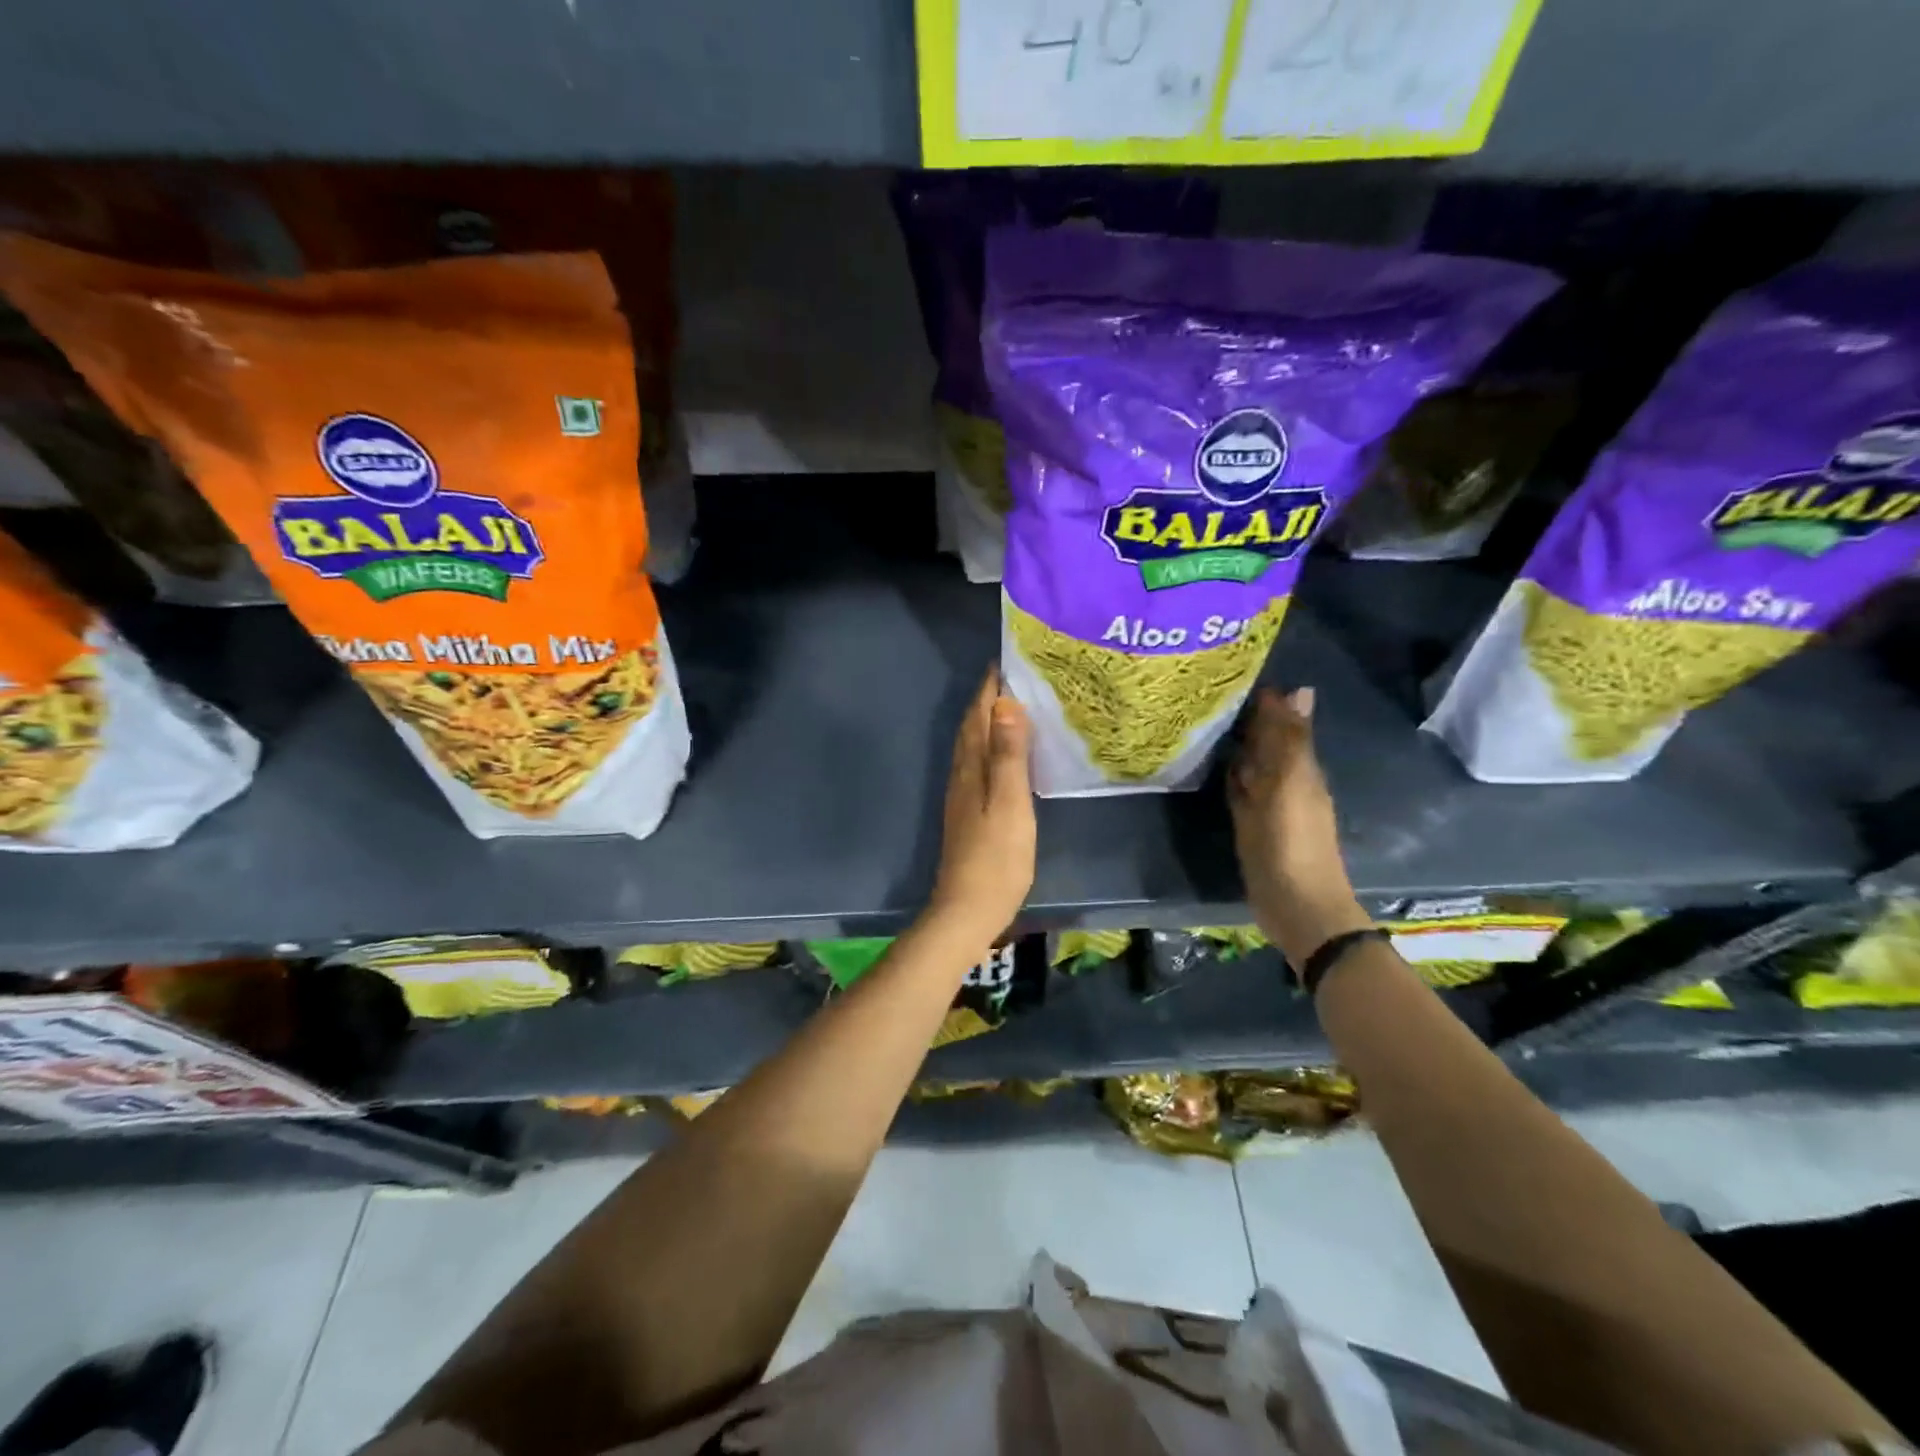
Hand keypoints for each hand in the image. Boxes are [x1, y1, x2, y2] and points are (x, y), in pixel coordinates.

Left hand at [927, 668, 1035, 943]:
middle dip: (987, 701)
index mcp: (970, 769)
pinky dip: (990, 749)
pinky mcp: (969, 814)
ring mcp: (962, 797)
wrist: (968, 910)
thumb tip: (1004, 704)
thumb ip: (1008, 755)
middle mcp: (961, 777)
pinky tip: (1004, 757)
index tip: (1005, 662)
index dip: (989, 689)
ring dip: (987, 724)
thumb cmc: (996, 857)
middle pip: (971, 729)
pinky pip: (978, 767)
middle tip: (1014, 678)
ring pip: (972, 748)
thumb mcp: (1010, 803)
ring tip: (1012, 708)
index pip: (977, 718)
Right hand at [1229, 687, 1369, 969]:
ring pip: (1251, 764)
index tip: (1232, 672)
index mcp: (1300, 767)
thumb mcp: (1291, 784)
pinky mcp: (1250, 823)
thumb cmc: (1293, 842)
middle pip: (1266, 741)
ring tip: (1204, 717)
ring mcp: (1267, 803)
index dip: (1263, 700)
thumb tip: (1299, 688)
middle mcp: (1285, 779)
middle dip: (1246, 717)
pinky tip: (1210, 762)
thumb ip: (1290, 740)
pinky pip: (1239, 789)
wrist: (1296, 904)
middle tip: (1209, 690)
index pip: (1282, 722)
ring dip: (1235, 744)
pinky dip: (1228, 773)